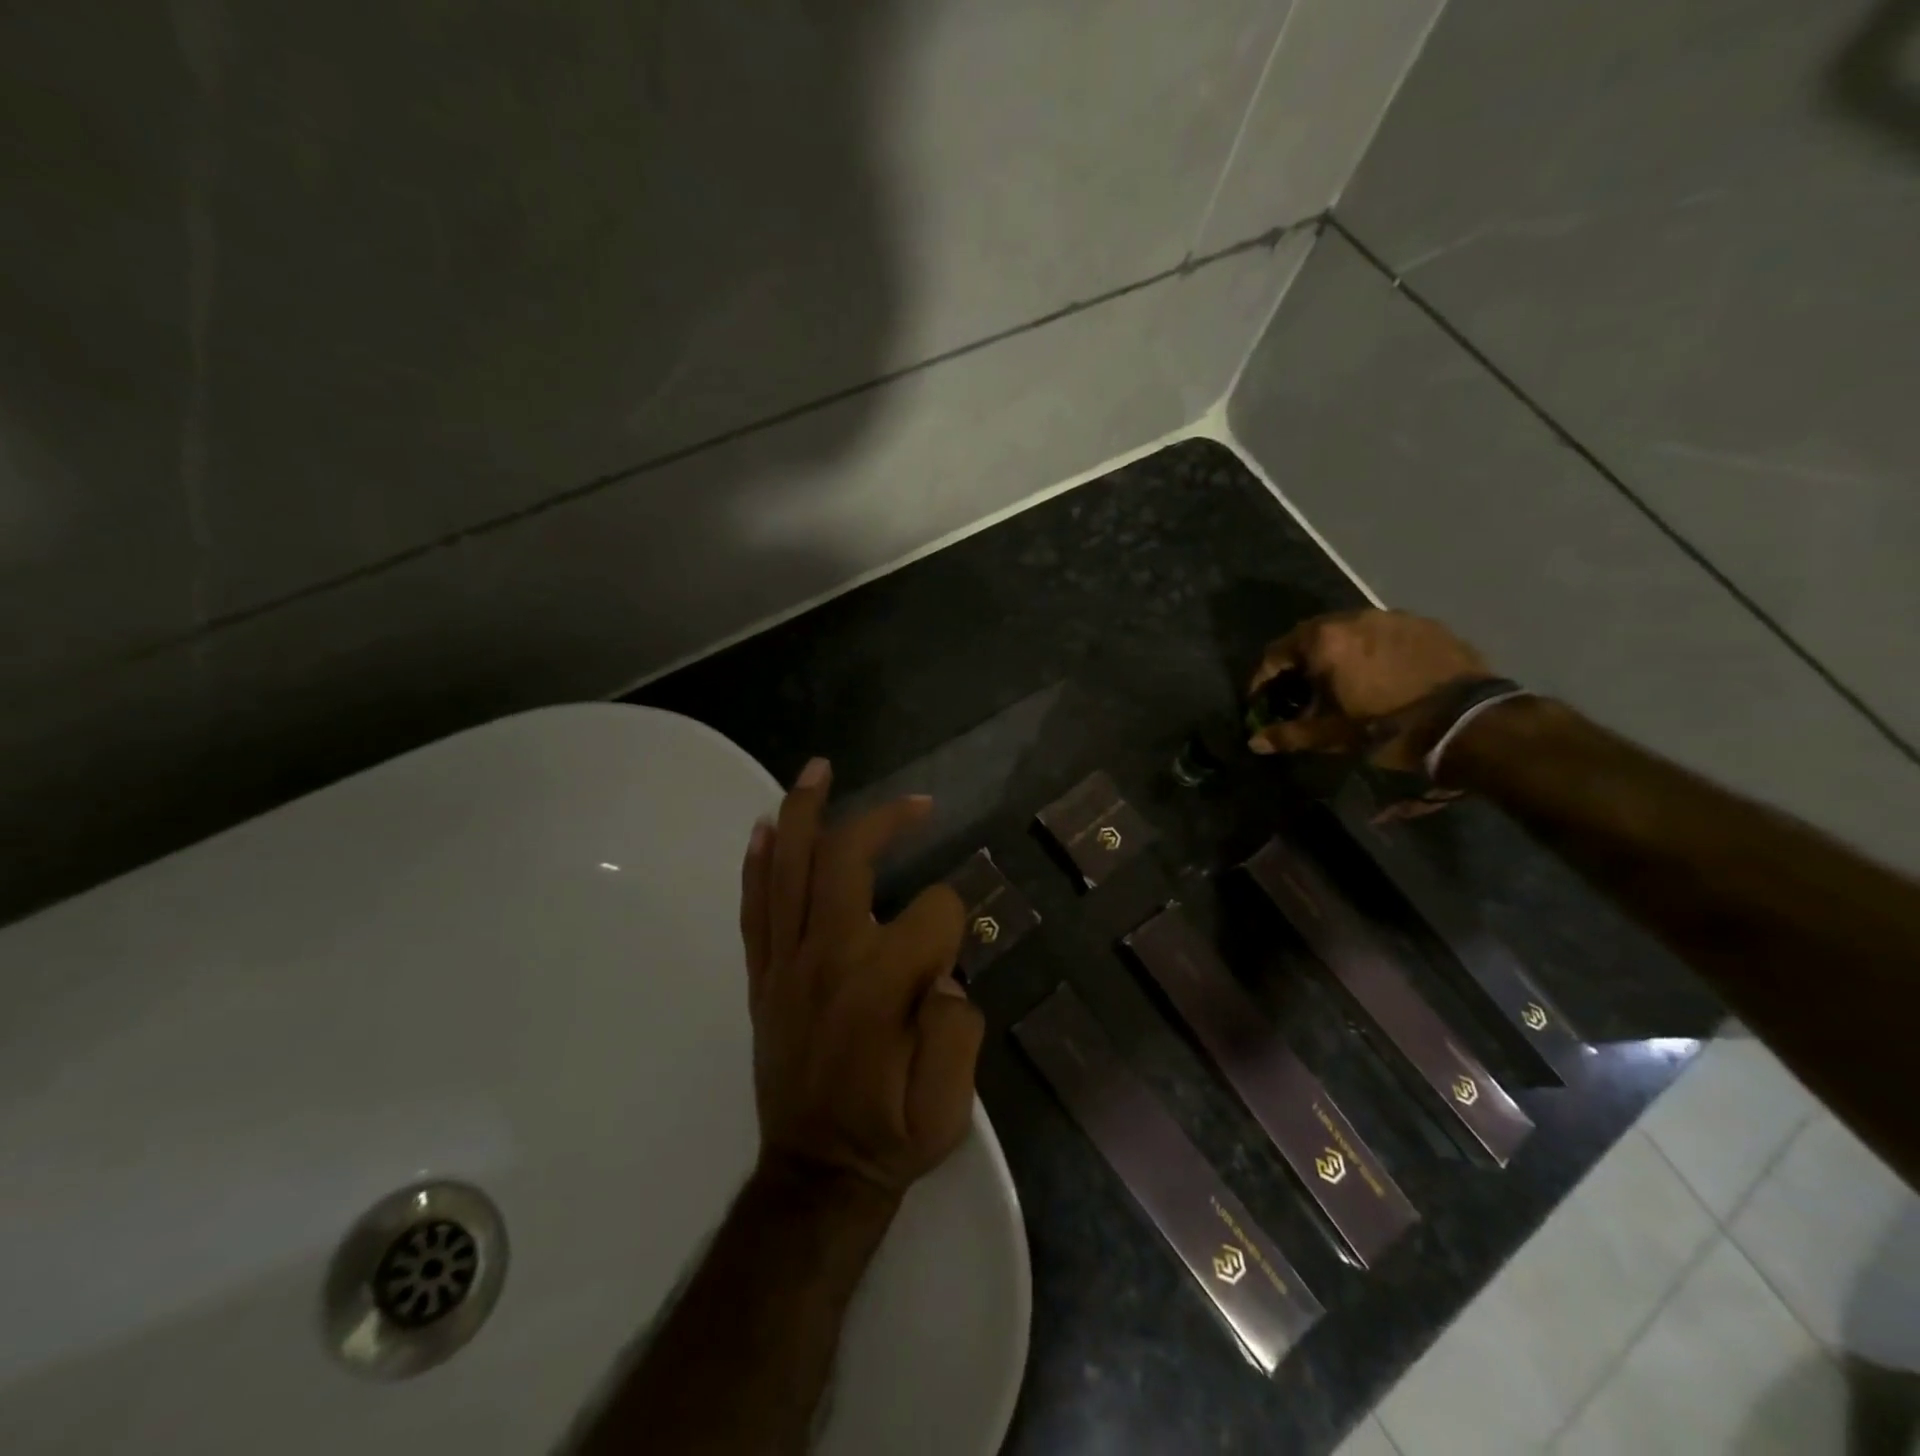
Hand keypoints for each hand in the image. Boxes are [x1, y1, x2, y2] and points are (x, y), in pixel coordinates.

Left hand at [739, 758, 981, 1200]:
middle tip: (918, 803)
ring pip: (791, 869)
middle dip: (886, 821)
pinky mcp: (763, 977)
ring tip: (818, 769)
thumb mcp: (948, 1104)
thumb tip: (941, 973)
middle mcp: (827, 959)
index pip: (933, 913)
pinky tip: (766, 827)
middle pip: (848, 860)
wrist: (815, 1177)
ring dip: (805, 813)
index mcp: (880, 986)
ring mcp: (786, 964)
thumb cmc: (889, 1137)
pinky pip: (755, 908)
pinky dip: (759, 863)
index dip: (957, 919)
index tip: (957, 951)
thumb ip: (958, 1028)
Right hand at [1248, 609, 1494, 772]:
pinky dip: (1371, 651)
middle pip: (1311, 637)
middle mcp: (1353, 618)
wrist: (1470, 722)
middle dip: (1300, 663)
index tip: (1261, 700)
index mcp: (1324, 641)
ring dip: (1337, 654)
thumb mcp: (1333, 736)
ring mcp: (1392, 617)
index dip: (1263, 679)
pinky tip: (1380, 675)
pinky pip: (1383, 634)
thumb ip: (1289, 734)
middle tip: (1301, 691)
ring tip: (1342, 682)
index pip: (1275, 653)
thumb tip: (1254, 741)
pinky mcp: (1424, 624)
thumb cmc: (1388, 728)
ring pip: (1349, 632)